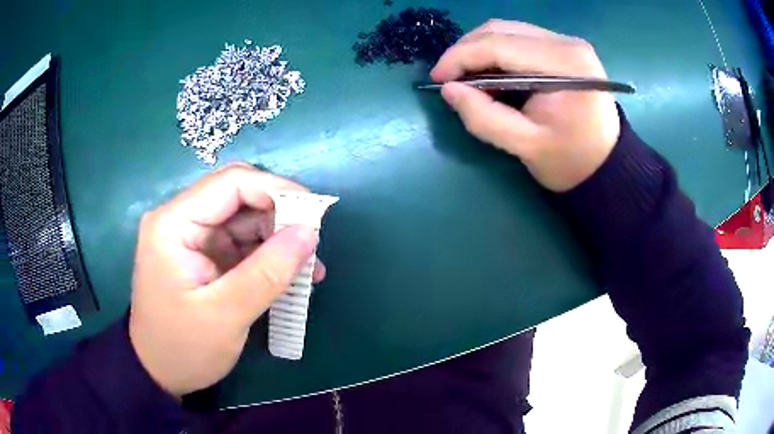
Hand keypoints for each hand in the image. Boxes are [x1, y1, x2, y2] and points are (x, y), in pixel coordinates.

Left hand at [129, 163, 323, 396]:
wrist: (159, 372)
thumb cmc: (183, 347)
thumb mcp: (226, 315)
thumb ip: (267, 273)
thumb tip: (310, 232)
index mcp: (173, 223)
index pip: (231, 183)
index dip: (276, 189)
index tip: (315, 213)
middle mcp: (180, 219)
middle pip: (238, 196)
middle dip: (279, 215)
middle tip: (312, 242)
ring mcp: (192, 236)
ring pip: (244, 219)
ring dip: (278, 237)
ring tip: (309, 266)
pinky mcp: (203, 254)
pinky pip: (241, 242)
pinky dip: (267, 255)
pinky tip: (290, 275)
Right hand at [431, 20, 620, 191]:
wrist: (607, 164)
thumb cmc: (571, 161)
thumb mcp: (526, 147)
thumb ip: (484, 118)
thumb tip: (449, 90)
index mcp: (564, 65)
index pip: (498, 45)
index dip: (460, 57)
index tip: (437, 79)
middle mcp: (566, 43)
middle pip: (500, 29)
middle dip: (466, 51)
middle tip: (449, 79)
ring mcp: (567, 42)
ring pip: (507, 30)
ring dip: (479, 50)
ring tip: (469, 78)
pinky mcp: (564, 47)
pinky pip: (519, 37)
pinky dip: (496, 52)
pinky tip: (491, 73)